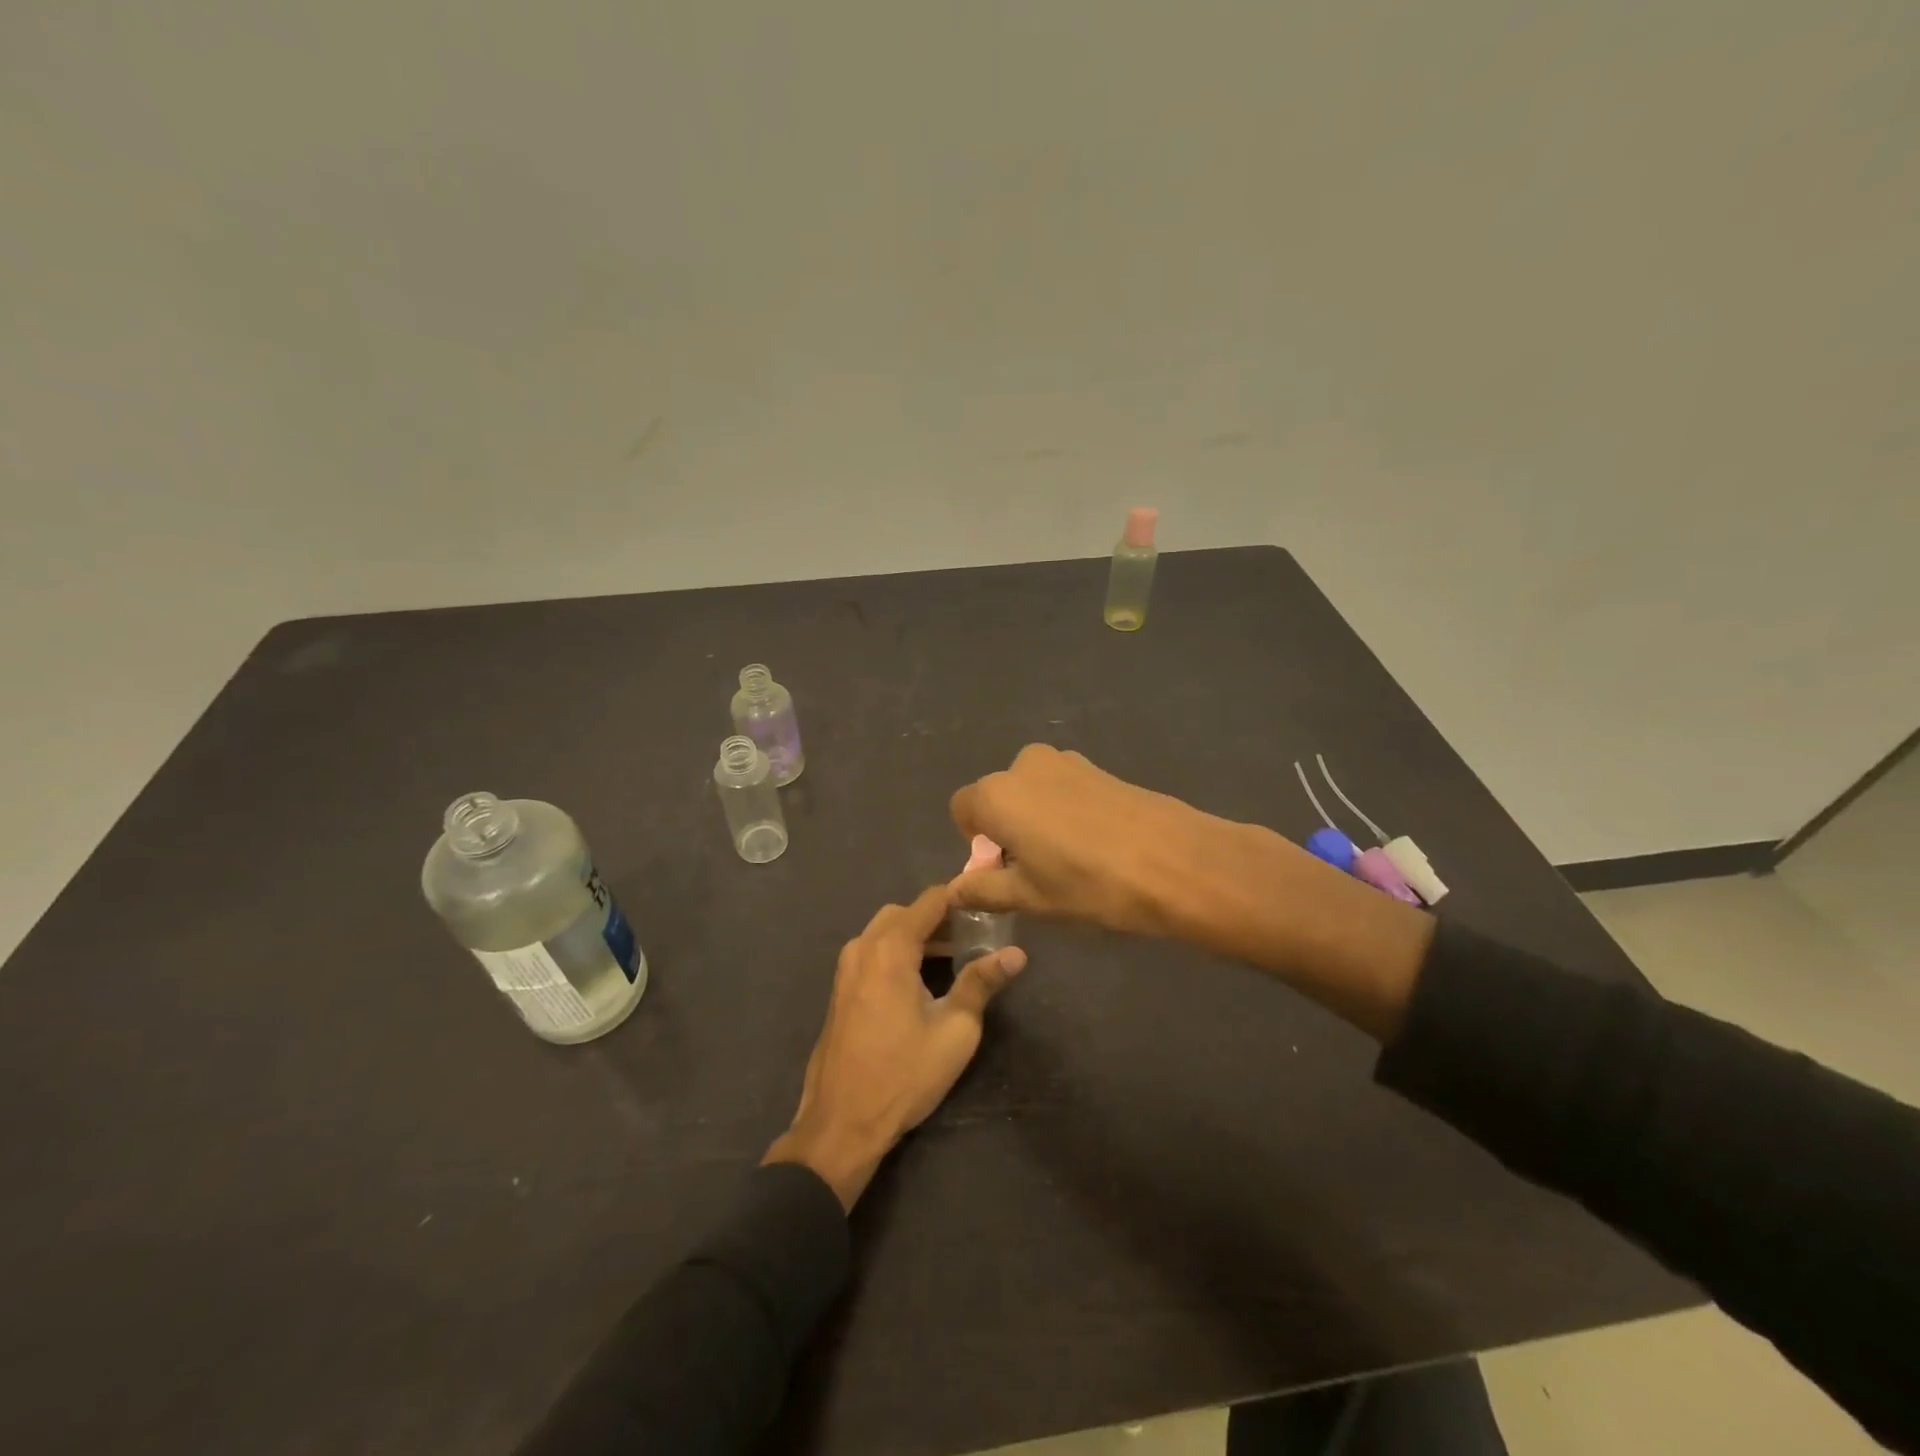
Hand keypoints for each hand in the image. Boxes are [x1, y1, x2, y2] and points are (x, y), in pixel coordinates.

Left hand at [765, 886, 1026, 1210]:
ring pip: (885, 931)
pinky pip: (872, 952)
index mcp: (890, 949)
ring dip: (917, 935)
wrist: (841, 1123)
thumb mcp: (954, 1031)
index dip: (960, 898)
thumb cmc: (903, 1075)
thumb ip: (982, 983)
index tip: (989, 907)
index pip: (929, 900)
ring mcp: (846, 968)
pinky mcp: (840, 988)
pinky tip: (921, 980)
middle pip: (905, 912)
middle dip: (939, 918)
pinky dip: (897, 951)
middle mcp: (863, 947)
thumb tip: (1016, 954)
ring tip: (953, 957)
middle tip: (973, 937)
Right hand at [948, 744, 1229, 937]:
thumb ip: (984, 889)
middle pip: (998, 796)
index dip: (976, 841)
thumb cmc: (1088, 883)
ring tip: (1070, 857)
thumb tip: (954, 890)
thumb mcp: (1030, 897)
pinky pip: (1062, 787)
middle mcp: (1023, 766)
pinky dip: (1065, 810)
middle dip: (1006, 828)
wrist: (1173, 860)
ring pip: (1032, 791)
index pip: (962, 809)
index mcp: (996, 794)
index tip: (1002, 869)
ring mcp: (1064, 760)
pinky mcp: (1097, 766)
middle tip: (1036, 868)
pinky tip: (1095, 842)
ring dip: (1037, 818)